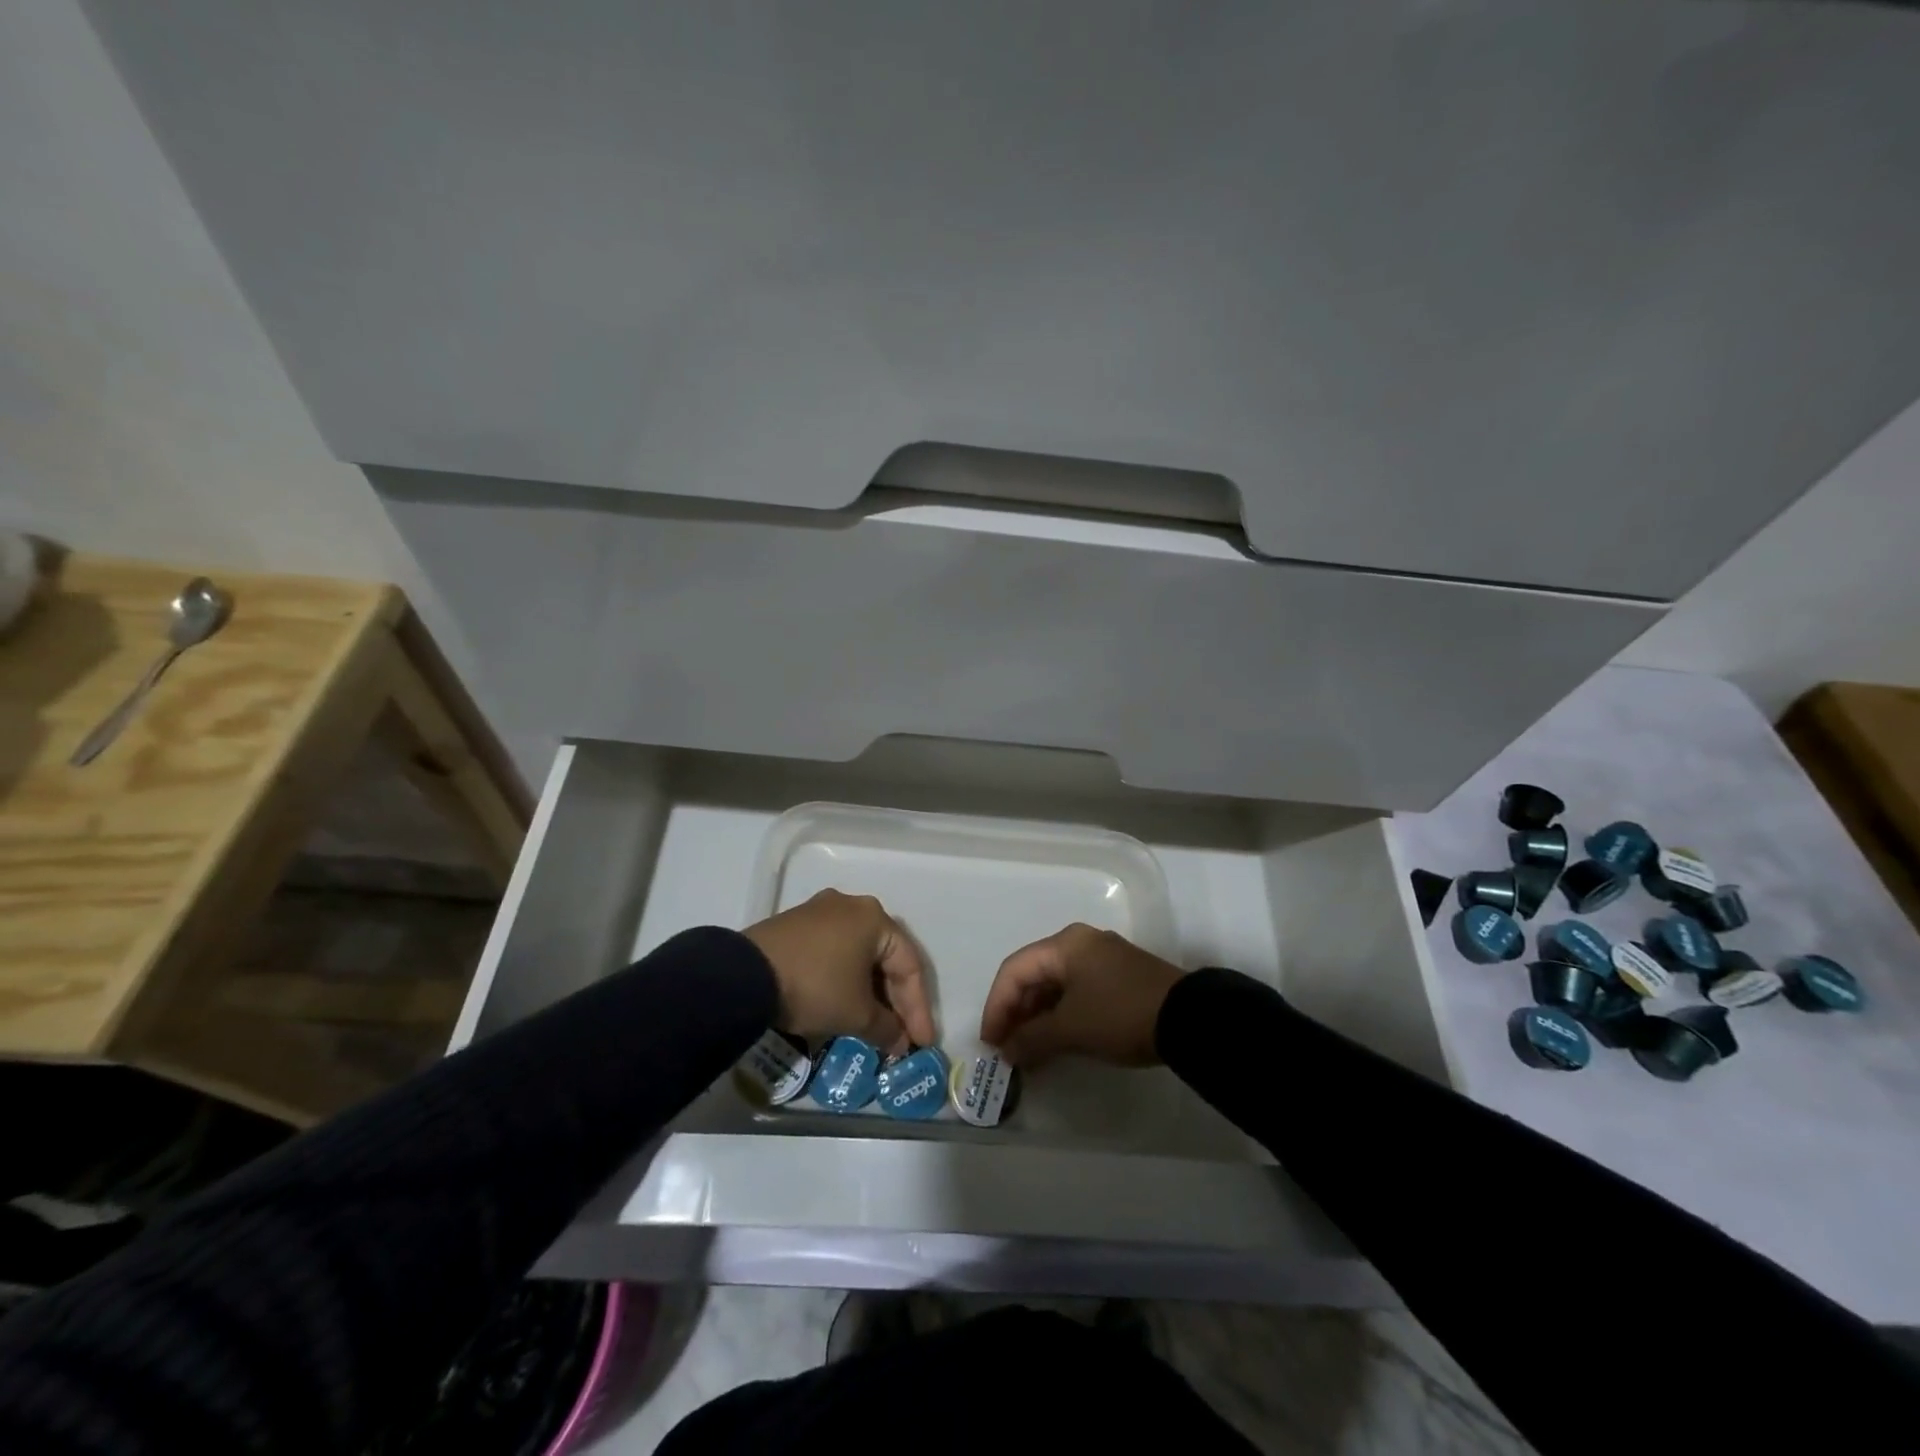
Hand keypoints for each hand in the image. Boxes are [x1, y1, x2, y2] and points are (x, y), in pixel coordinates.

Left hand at [745, 890, 934, 1054]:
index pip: (909, 966)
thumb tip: (899, 1041)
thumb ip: (886, 1028)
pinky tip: (844, 1004)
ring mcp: (820, 912)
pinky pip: (834, 952)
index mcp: (874, 918)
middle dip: (895, 1000)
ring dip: (869, 991)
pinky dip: (845, 979)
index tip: (921, 1042)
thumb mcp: (856, 1014)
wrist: (745, 976)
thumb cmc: (815, 987)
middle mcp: (851, 906)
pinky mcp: (796, 925)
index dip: (918, 1008)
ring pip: (858, 955)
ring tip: (874, 1025)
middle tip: (901, 1035)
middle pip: (884, 957)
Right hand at [978, 923, 1184, 1067]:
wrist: (1189, 1019)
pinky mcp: (1119, 977)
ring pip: (1055, 985)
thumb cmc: (1120, 1015)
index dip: (996, 1006)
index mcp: (1064, 945)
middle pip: (1034, 974)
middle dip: (1016, 1012)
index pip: (1014, 970)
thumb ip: (1032, 1038)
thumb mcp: (1071, 1029)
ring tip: (1028, 1051)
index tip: (991, 1042)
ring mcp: (1102, 959)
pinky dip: (1060, 1015)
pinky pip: (1076, 991)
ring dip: (1037, 1017)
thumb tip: (1008, 1051)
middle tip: (1007, 1049)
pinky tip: (1056, 1041)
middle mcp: (1080, 943)